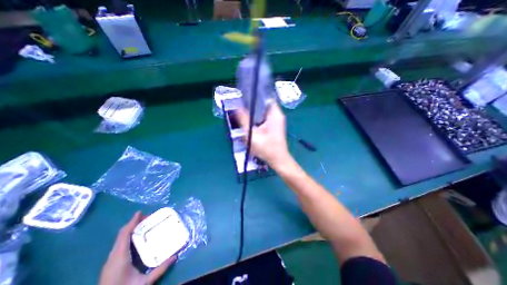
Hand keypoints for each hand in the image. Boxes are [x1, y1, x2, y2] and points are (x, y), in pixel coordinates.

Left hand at [98, 212, 176, 284]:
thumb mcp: (144, 283)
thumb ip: (160, 270)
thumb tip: (175, 256)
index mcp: (120, 257)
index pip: (124, 235)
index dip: (132, 222)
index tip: (140, 212)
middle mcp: (113, 256)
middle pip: (122, 234)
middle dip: (134, 223)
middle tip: (148, 217)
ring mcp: (110, 259)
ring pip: (120, 239)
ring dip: (131, 229)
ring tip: (144, 224)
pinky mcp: (111, 263)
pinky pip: (120, 244)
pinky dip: (128, 236)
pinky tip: (137, 238)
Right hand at [237, 102, 288, 167]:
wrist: (278, 160)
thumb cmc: (266, 148)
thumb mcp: (252, 134)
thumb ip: (244, 119)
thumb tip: (237, 107)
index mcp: (275, 114)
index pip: (265, 97)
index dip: (254, 95)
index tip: (243, 96)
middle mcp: (277, 115)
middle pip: (263, 104)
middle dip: (252, 105)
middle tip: (240, 106)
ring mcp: (277, 120)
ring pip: (263, 112)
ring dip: (254, 112)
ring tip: (243, 113)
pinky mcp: (274, 126)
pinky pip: (264, 118)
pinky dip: (257, 118)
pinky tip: (250, 122)